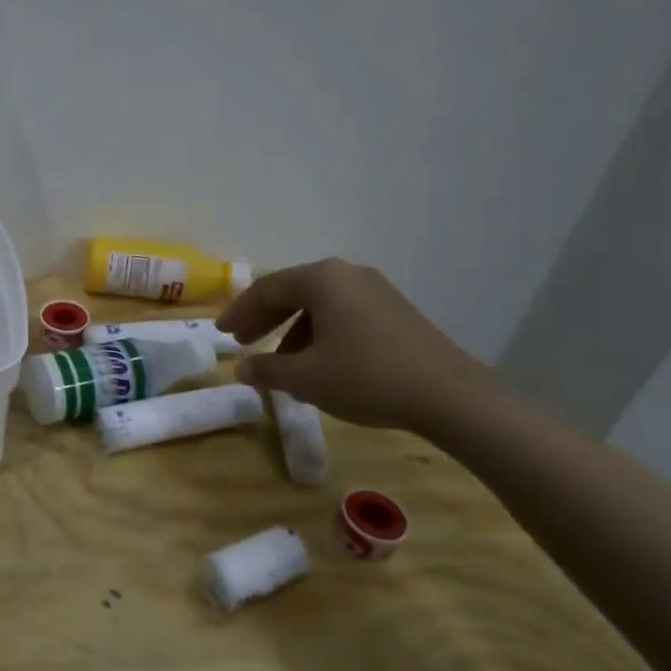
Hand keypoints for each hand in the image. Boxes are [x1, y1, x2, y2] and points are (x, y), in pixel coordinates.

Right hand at [218, 258, 494, 431]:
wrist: (449, 396)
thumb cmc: (365, 377)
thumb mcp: (306, 378)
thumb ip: (267, 369)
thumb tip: (241, 369)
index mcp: (322, 279)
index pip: (266, 289)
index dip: (239, 312)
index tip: (221, 333)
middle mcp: (347, 275)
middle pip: (293, 291)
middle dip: (263, 318)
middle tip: (241, 341)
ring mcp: (376, 291)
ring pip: (319, 305)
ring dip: (291, 330)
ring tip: (278, 362)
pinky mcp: (395, 311)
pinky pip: (343, 315)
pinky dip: (320, 334)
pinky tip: (317, 365)